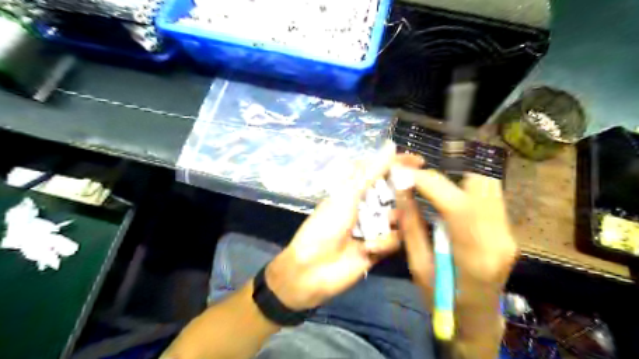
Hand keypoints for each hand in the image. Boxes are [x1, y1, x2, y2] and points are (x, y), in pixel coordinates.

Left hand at [266, 143, 422, 310]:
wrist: (314, 269)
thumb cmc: (326, 226)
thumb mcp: (347, 195)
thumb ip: (370, 172)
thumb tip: (390, 146)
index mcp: (354, 190)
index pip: (380, 171)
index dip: (398, 164)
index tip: (419, 161)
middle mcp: (366, 206)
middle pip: (393, 194)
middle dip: (402, 194)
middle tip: (412, 195)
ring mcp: (373, 227)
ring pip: (398, 217)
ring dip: (393, 221)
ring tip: (383, 226)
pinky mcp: (379, 247)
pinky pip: (394, 240)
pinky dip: (383, 242)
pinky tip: (368, 248)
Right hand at [398, 170, 515, 304]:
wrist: (478, 319)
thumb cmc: (443, 301)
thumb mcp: (419, 267)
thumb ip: (411, 227)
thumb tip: (401, 191)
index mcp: (473, 256)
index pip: (457, 205)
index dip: (429, 182)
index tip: (405, 174)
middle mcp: (498, 239)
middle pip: (480, 185)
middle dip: (446, 176)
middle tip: (420, 183)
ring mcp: (508, 233)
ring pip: (487, 186)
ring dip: (456, 181)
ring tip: (432, 191)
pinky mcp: (507, 230)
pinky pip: (488, 196)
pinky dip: (465, 190)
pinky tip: (448, 203)